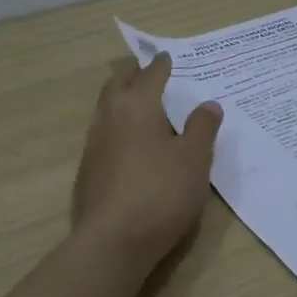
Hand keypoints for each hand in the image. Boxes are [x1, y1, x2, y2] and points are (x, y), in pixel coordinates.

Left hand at [72, 53, 221, 268]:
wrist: (114, 240)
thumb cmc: (161, 191)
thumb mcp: (194, 159)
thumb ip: (202, 128)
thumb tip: (208, 104)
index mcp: (137, 105)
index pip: (151, 74)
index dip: (162, 64)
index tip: (168, 57)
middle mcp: (109, 116)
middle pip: (118, 84)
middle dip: (133, 74)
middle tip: (148, 71)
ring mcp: (94, 144)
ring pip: (107, 109)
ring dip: (123, 100)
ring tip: (142, 106)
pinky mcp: (88, 171)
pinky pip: (105, 136)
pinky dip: (119, 129)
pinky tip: (131, 145)